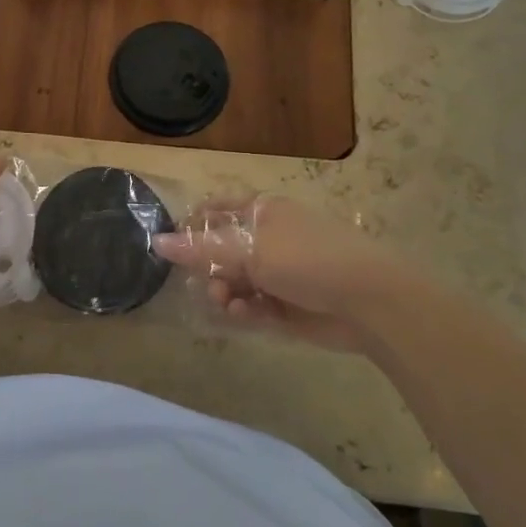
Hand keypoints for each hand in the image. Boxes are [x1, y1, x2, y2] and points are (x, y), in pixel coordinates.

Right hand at [154, 195, 419, 352]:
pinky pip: (253, 305)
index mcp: (262, 212)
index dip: (193, 228)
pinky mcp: (288, 304)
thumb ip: (200, 249)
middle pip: (222, 251)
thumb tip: (156, 241)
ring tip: (228, 305)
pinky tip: (244, 315)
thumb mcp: (249, 249)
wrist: (369, 302)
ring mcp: (280, 272)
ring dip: (226, 293)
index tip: (174, 249)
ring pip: (235, 281)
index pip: (216, 211)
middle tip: (207, 286)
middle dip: (210, 269)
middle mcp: (269, 238)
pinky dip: (245, 310)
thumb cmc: (307, 259)